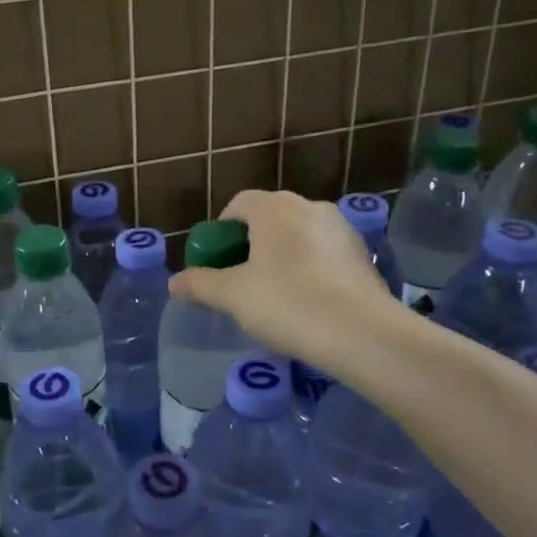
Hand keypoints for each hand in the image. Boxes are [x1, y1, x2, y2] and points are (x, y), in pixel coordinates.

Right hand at [168, 190, 404, 376]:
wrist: (361, 333)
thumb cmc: (287, 304)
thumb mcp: (232, 296)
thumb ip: (200, 284)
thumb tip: (174, 283)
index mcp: (274, 209)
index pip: (239, 203)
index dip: (222, 229)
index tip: (217, 259)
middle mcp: (310, 207)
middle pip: (271, 216)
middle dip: (252, 241)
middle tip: (241, 276)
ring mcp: (341, 228)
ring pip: (300, 233)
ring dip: (283, 253)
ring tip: (275, 291)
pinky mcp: (363, 253)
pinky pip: (325, 252)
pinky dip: (310, 266)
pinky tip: (308, 300)